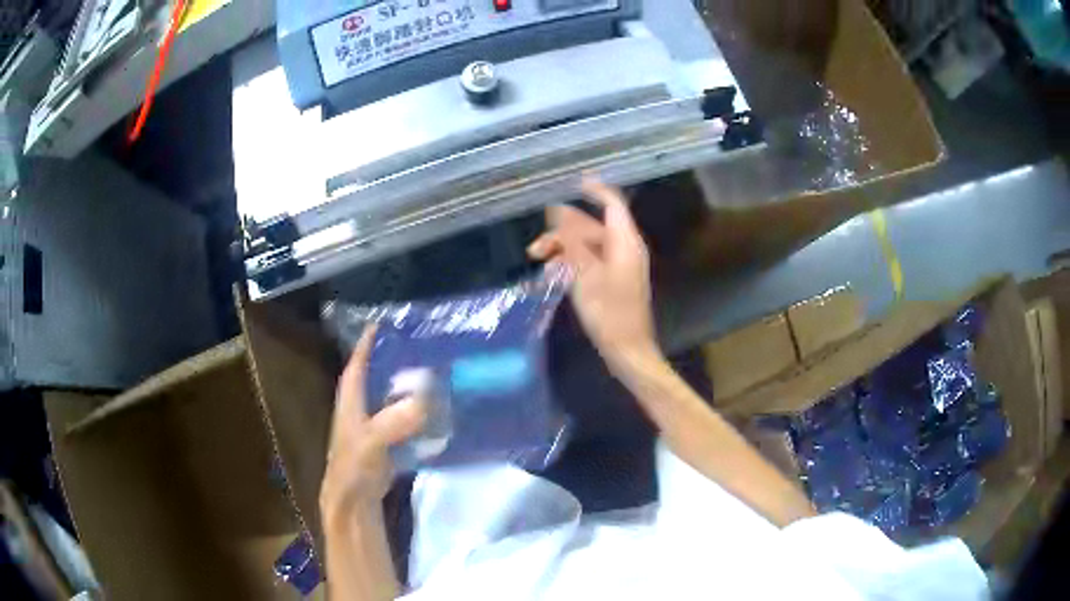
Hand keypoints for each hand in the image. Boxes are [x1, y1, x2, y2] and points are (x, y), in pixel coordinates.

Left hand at [320, 325, 426, 518]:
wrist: (355, 503)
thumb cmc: (355, 467)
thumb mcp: (371, 442)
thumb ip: (394, 422)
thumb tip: (424, 401)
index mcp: (350, 404)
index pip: (356, 366)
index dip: (365, 346)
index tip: (379, 324)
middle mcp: (359, 411)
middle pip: (374, 379)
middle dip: (391, 361)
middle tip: (416, 345)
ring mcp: (372, 429)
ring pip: (389, 400)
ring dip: (405, 387)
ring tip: (431, 372)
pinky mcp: (386, 445)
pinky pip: (401, 421)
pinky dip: (415, 413)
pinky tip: (434, 411)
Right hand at [528, 177, 661, 374]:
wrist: (628, 351)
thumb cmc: (609, 313)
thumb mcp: (585, 274)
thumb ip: (572, 241)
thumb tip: (558, 213)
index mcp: (625, 242)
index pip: (612, 204)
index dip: (593, 190)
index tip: (569, 183)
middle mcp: (625, 249)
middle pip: (592, 227)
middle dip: (563, 232)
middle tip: (535, 246)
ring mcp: (620, 266)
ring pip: (588, 246)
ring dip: (563, 250)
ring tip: (539, 263)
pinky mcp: (614, 282)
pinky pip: (590, 262)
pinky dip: (571, 264)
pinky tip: (552, 277)